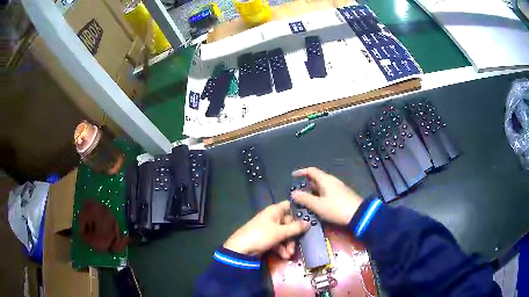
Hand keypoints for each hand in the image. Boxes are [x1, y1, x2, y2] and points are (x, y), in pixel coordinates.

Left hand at [223, 201, 309, 257]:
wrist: (241, 249)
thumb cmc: (261, 235)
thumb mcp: (280, 232)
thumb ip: (295, 228)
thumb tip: (309, 222)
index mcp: (275, 211)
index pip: (290, 206)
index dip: (298, 212)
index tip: (307, 220)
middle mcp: (273, 218)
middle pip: (289, 223)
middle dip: (293, 236)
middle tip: (295, 246)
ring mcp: (269, 229)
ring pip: (284, 234)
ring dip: (288, 245)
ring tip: (289, 254)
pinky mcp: (266, 239)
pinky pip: (278, 241)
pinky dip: (282, 248)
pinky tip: (284, 256)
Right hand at [291, 167, 362, 224]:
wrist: (358, 214)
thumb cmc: (336, 208)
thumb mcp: (318, 205)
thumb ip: (305, 199)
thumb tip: (293, 193)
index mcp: (325, 180)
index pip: (311, 171)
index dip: (301, 172)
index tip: (293, 176)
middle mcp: (332, 181)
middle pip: (317, 178)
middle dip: (306, 184)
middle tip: (297, 192)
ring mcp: (338, 188)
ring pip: (322, 186)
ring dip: (313, 191)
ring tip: (305, 199)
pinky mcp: (342, 195)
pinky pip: (327, 191)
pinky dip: (319, 195)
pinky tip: (317, 204)